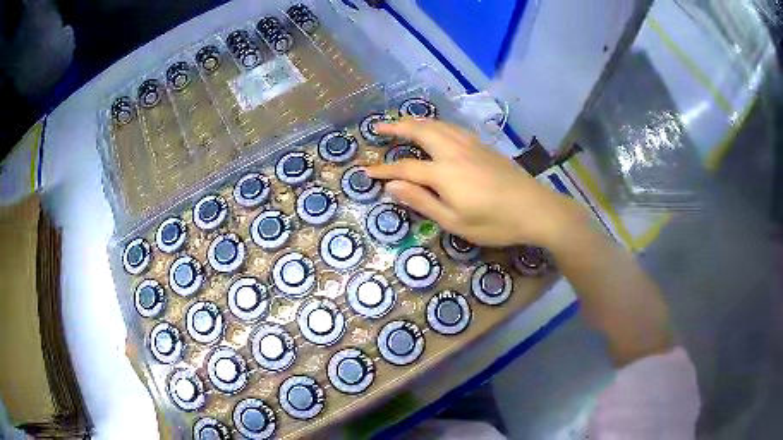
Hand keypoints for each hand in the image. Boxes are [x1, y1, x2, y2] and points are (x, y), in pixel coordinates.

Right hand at [365, 119, 584, 247]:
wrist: (535, 208)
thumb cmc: (495, 222)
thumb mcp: (455, 221)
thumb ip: (422, 201)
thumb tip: (392, 186)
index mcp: (444, 172)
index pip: (405, 166)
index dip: (384, 169)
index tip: (366, 171)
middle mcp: (454, 151)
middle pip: (421, 132)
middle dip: (397, 127)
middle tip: (379, 127)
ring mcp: (471, 145)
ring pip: (438, 125)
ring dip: (416, 122)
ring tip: (403, 123)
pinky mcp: (484, 146)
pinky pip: (453, 128)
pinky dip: (437, 124)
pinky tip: (437, 129)